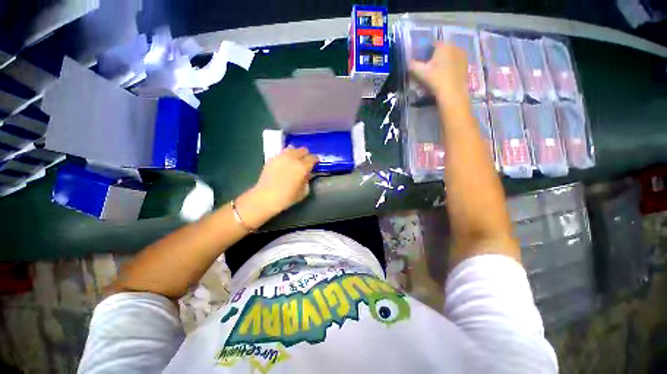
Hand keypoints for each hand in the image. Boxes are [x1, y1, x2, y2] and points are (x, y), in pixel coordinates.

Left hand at [251, 147, 317, 213]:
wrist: (265, 197)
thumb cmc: (287, 197)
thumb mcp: (303, 192)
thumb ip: (307, 180)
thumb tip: (306, 175)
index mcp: (302, 166)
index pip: (312, 158)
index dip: (316, 159)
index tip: (316, 162)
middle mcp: (292, 158)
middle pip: (302, 150)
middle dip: (306, 154)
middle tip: (306, 160)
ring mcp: (281, 157)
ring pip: (291, 149)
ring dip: (296, 152)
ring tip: (295, 159)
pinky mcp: (272, 158)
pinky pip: (282, 153)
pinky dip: (286, 155)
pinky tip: (285, 162)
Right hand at [409, 43, 469, 105]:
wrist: (453, 93)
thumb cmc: (436, 79)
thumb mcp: (421, 72)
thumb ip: (413, 65)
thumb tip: (408, 62)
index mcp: (444, 45)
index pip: (431, 45)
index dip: (424, 53)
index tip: (421, 63)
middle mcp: (455, 46)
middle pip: (441, 50)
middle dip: (434, 58)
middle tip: (428, 70)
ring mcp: (462, 55)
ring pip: (448, 56)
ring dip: (442, 62)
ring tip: (436, 75)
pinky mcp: (466, 64)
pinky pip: (455, 63)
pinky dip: (449, 67)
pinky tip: (444, 77)